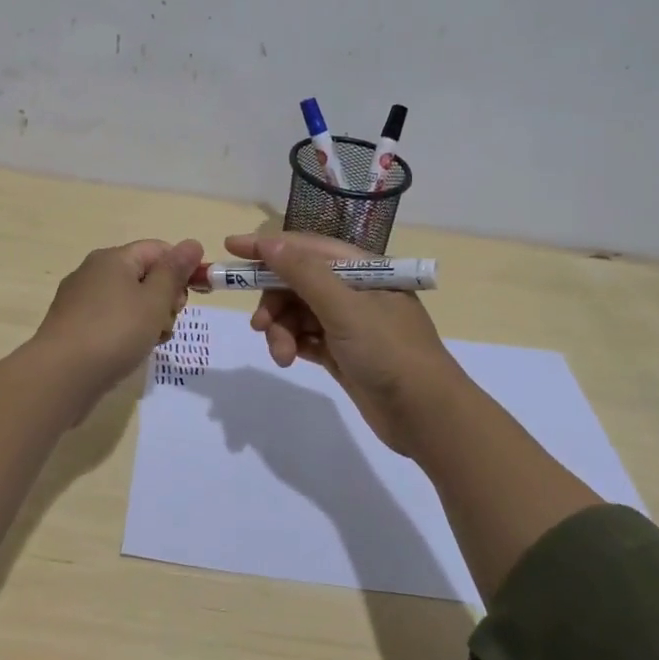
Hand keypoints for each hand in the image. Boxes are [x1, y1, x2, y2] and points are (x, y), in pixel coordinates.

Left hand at [34, 238, 204, 394]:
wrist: (60, 377)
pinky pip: (110, 320)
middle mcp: (93, 272)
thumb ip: (175, 271)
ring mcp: (80, 300)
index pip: (158, 249)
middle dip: (165, 298)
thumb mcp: (154, 300)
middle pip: (144, 275)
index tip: (195, 297)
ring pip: (128, 301)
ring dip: (149, 319)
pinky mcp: (73, 327)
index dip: (181, 269)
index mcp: (113, 258)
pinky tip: (130, 353)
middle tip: (168, 322)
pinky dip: (126, 332)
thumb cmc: (114, 332)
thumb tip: (192, 243)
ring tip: (151, 342)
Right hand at [224, 231, 462, 456]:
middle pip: (298, 282)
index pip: (307, 247)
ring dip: (282, 329)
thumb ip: (304, 274)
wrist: (427, 416)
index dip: (269, 246)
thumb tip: (270, 242)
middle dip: (274, 300)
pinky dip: (292, 344)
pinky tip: (288, 358)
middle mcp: (355, 291)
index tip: (231, 247)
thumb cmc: (389, 352)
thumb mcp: (345, 308)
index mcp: (362, 269)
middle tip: (259, 325)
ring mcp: (349, 324)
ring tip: (281, 355)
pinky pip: (305, 338)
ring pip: (298, 313)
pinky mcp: (343, 353)